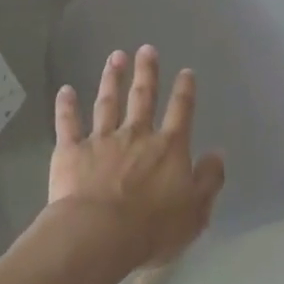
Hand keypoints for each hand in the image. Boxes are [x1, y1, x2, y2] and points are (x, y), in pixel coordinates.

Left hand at [49, 46, 225, 271]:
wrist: (99, 235)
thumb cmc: (152, 228)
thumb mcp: (195, 211)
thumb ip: (208, 180)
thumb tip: (218, 154)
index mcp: (168, 148)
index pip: (180, 112)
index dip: (185, 91)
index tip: (186, 71)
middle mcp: (136, 135)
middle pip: (143, 97)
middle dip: (146, 72)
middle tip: (147, 49)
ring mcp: (102, 140)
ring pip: (107, 103)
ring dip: (111, 79)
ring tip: (115, 57)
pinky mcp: (71, 152)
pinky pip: (68, 123)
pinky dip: (66, 106)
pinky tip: (64, 90)